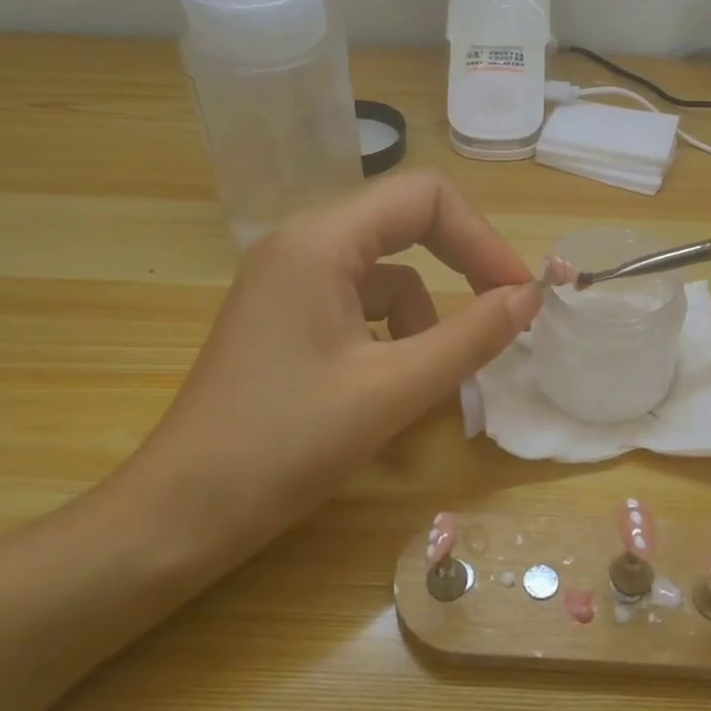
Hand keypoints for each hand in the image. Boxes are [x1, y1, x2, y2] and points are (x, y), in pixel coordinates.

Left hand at [113, 170, 539, 587]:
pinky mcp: (284, 315)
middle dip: (459, 270)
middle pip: (405, 225)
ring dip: (423, 319)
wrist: (181, 514)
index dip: (482, 239)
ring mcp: (287, 279)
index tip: (518, 294)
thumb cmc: (285, 446)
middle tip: (501, 319)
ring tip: (427, 384)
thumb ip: (470, 336)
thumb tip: (529, 296)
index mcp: (321, 240)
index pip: (425, 197)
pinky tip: (388, 388)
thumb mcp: (392, 390)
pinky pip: (358, 305)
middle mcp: (301, 242)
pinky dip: (390, 337)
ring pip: (385, 275)